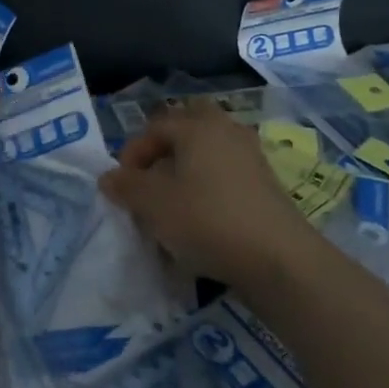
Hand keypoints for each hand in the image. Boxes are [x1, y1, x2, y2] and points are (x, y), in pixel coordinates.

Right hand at [99, 100, 312, 292]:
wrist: (279, 260)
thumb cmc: (207, 220)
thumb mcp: (153, 204)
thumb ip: (126, 186)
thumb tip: (109, 178)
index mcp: (197, 127)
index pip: (155, 127)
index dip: (132, 153)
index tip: (123, 185)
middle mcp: (226, 131)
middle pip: (188, 129)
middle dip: (165, 151)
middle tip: (151, 181)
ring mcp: (251, 157)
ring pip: (209, 153)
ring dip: (187, 171)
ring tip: (173, 203)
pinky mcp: (267, 185)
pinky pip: (227, 176)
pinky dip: (210, 188)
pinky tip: (202, 220)